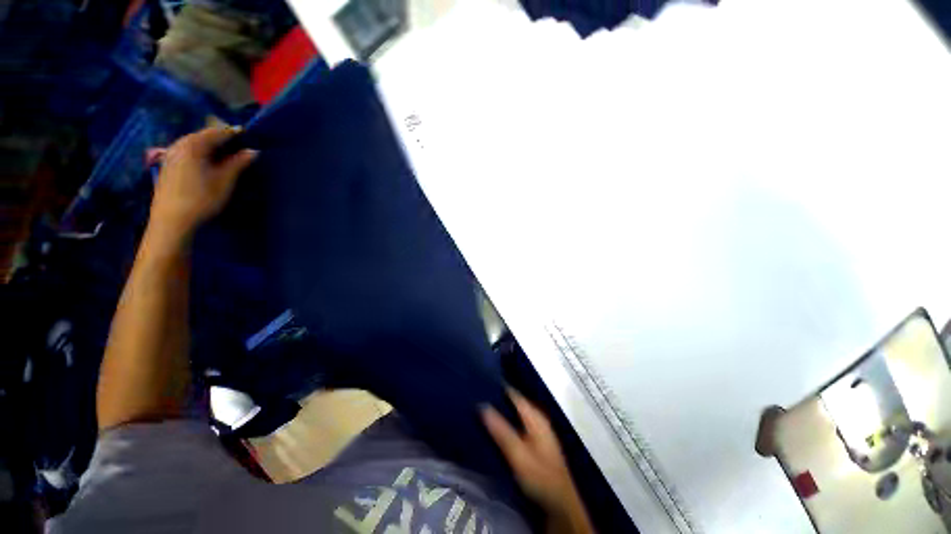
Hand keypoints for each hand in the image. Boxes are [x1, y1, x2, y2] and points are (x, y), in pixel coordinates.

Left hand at [148, 126, 256, 247]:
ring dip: (210, 145)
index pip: (217, 133)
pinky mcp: (168, 164)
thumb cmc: (201, 199)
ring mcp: (171, 154)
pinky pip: (187, 150)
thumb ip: (237, 163)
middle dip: (221, 138)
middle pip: (203, 135)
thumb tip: (252, 151)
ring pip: (194, 142)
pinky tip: (207, 161)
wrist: (172, 219)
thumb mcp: (224, 181)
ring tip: (225, 153)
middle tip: (238, 145)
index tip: (248, 135)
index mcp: (194, 146)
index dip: (233, 133)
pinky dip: (200, 151)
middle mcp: (180, 145)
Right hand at [482, 390, 591, 529]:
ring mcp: (541, 432)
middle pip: (519, 403)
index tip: (484, 383)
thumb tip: (483, 407)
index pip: (516, 396)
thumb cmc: (539, 476)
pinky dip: (511, 421)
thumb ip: (501, 431)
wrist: (560, 504)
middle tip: (483, 396)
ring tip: (488, 408)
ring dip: (506, 410)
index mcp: (536, 419)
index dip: (502, 388)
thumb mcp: (518, 454)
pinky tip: (501, 427)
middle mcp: (540, 421)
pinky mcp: (539, 443)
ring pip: (520, 414)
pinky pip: (522, 424)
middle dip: (502, 399)